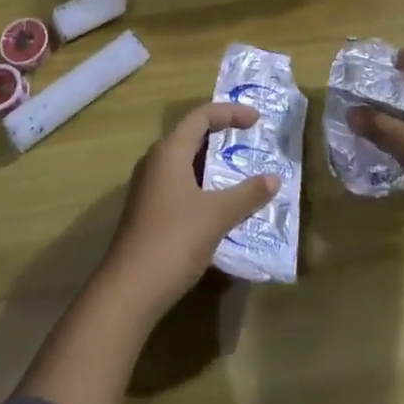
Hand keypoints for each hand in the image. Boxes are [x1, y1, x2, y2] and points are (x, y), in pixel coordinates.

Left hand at [98, 102, 278, 319]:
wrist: (129, 290)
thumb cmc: (174, 240)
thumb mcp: (217, 215)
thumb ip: (247, 194)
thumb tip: (274, 179)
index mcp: (169, 151)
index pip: (201, 116)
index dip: (230, 112)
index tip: (257, 120)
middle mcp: (155, 161)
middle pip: (191, 136)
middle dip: (222, 136)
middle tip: (250, 142)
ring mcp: (148, 187)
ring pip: (185, 162)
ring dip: (212, 164)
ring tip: (240, 172)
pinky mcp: (147, 210)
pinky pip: (179, 183)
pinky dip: (202, 184)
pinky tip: (219, 204)